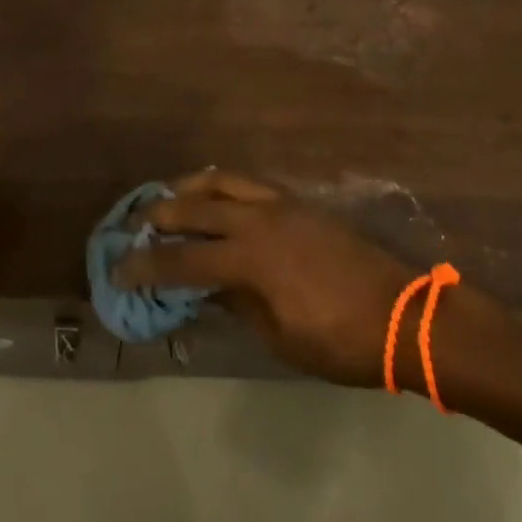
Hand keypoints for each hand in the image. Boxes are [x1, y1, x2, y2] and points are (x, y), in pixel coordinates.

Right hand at [116, 170, 486, 387]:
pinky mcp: (297, 201)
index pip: (183, 261)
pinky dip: (221, 184)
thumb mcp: (280, 338)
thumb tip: (204, 288)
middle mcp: (258, 220)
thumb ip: (236, 305)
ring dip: (187, 187)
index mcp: (250, 259)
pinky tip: (214, 197)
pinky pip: (248, 182)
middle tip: (132, 224)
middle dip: (157, 215)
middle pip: (194, 207)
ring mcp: (280, 204)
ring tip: (167, 198)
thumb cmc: (341, 341)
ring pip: (221, 180)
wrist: (403, 314)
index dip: (146, 266)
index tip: (118, 270)